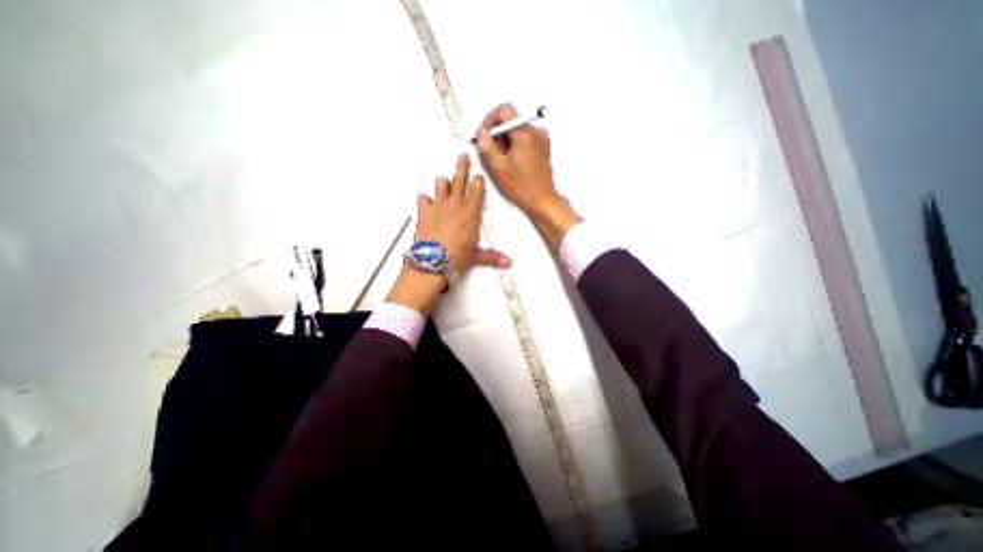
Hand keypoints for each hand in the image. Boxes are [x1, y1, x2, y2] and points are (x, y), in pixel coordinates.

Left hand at [383, 153, 511, 314]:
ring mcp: (438, 206)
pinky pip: (423, 198)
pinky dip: (425, 199)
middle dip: (462, 166)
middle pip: (460, 179)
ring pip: (441, 184)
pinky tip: (427, 202)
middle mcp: (455, 205)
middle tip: (463, 157)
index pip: (477, 189)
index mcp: (471, 214)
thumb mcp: (476, 256)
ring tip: (445, 181)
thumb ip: (492, 256)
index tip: (478, 177)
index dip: (478, 181)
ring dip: (444, 182)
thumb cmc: (455, 257)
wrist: (434, 262)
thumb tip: (506, 262)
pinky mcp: (424, 212)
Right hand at [472, 104, 577, 250]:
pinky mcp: (542, 148)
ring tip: (501, 161)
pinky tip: (510, 163)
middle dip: (497, 134)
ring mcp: (541, 140)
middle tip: (490, 152)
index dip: (490, 120)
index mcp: (525, 133)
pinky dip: (514, 146)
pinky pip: (524, 139)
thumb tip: (481, 133)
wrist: (542, 201)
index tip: (483, 135)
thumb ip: (486, 146)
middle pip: (510, 121)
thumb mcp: (498, 167)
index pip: (504, 111)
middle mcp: (535, 132)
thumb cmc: (522, 187)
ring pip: (516, 131)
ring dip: (505, 141)